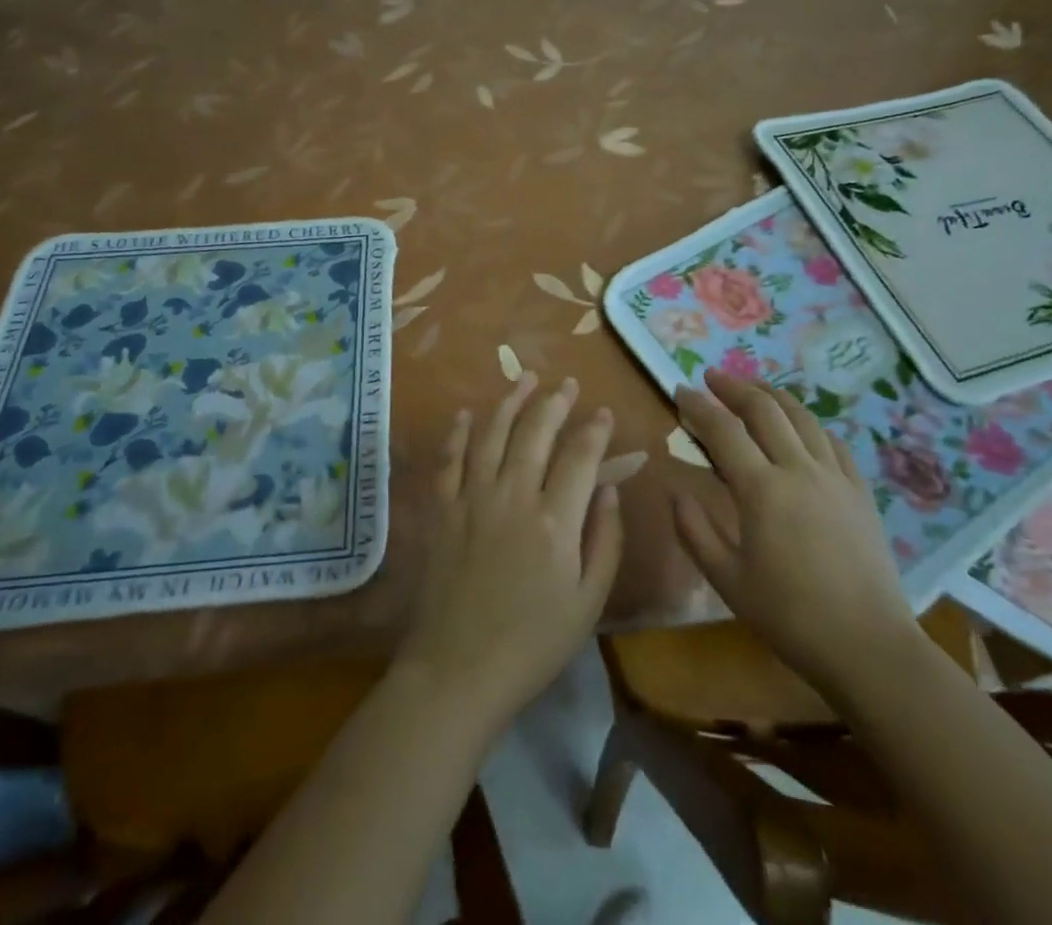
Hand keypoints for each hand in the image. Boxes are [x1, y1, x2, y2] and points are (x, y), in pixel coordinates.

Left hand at [397, 373, 625, 731]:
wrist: (458, 671)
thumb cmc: (532, 644)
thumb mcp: (588, 603)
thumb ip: (605, 540)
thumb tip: (610, 489)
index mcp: (555, 520)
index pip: (580, 457)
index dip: (595, 430)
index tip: (604, 412)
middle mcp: (513, 495)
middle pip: (536, 432)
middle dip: (555, 402)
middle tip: (566, 383)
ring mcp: (472, 498)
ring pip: (493, 434)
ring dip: (511, 402)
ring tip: (526, 379)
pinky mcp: (442, 510)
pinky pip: (450, 459)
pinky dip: (459, 432)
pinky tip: (468, 413)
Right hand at [671, 369, 918, 699]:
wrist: (869, 646)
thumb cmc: (791, 616)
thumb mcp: (728, 581)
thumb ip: (695, 531)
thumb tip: (676, 491)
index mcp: (762, 490)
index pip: (723, 430)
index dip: (698, 405)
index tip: (679, 391)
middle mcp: (799, 469)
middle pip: (764, 410)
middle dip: (734, 386)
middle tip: (712, 377)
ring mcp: (835, 477)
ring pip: (802, 417)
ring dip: (773, 395)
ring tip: (754, 388)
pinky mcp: (860, 491)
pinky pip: (833, 442)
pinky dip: (810, 424)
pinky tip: (803, 426)